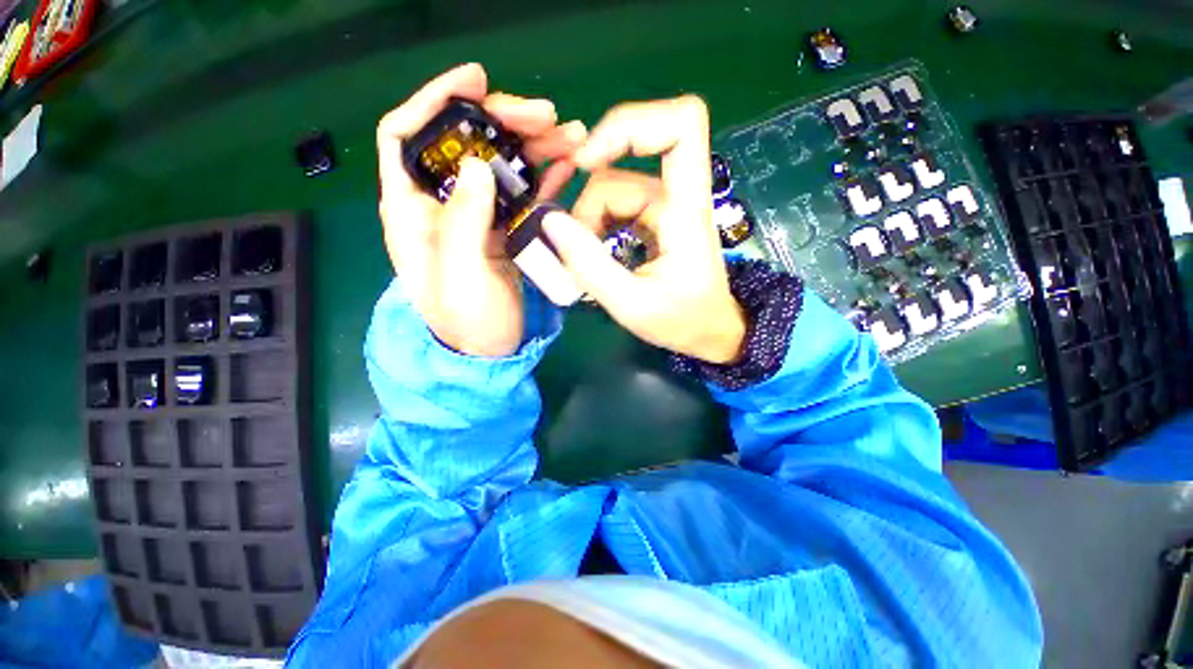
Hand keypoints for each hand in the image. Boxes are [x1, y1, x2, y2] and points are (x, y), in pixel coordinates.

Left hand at [377, 63, 586, 356]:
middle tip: (548, 115)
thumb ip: (462, 221)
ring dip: (535, 145)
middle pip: (467, 144)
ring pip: (502, 165)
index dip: (435, 100)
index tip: (477, 81)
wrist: (489, 350)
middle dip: (505, 121)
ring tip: (571, 134)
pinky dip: (546, 175)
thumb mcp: (458, 274)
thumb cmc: (465, 320)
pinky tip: (568, 162)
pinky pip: (525, 193)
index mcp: (413, 209)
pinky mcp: (507, 229)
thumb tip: (478, 164)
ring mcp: (480, 215)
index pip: (405, 135)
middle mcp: (444, 203)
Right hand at [541, 96, 746, 363]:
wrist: (708, 332)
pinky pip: (612, 205)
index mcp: (686, 210)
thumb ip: (591, 266)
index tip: (587, 162)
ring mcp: (662, 206)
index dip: (631, 124)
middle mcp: (675, 197)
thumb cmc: (683, 321)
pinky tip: (591, 251)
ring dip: (587, 222)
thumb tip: (551, 222)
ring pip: (609, 190)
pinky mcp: (652, 218)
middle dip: (587, 204)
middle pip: (619, 171)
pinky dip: (593, 225)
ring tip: (583, 261)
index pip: (681, 124)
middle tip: (572, 244)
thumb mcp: (633, 304)